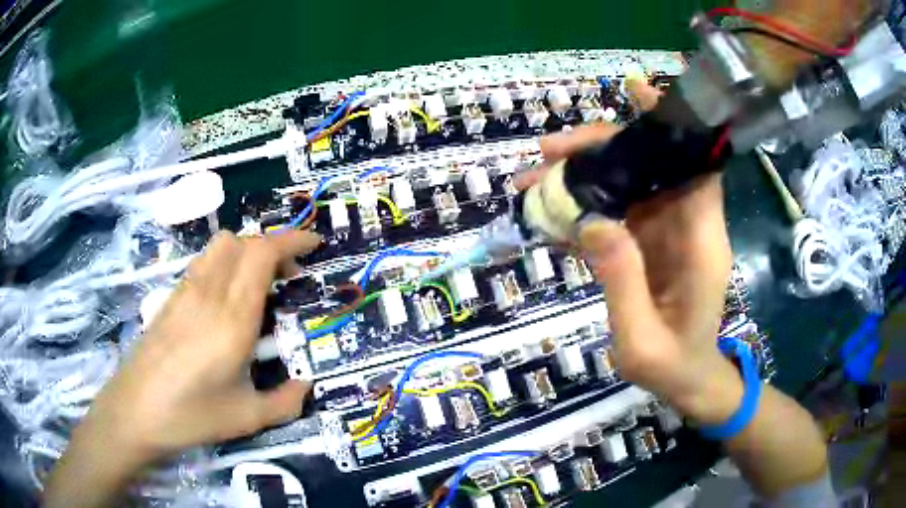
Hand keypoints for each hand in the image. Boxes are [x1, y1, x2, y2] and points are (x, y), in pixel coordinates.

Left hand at [46, 230, 320, 506]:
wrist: (135, 410)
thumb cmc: (191, 415)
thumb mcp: (247, 418)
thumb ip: (286, 402)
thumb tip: (306, 386)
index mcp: (232, 318)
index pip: (262, 254)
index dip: (292, 241)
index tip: (314, 244)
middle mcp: (209, 293)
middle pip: (243, 241)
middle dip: (273, 247)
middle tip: (289, 278)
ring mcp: (186, 291)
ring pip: (221, 245)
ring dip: (247, 251)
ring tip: (259, 283)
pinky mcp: (172, 297)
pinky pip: (205, 262)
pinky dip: (226, 263)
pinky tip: (227, 298)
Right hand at [516, 80, 741, 423]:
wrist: (688, 381)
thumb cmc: (672, 366)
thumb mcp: (641, 340)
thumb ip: (621, 281)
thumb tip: (591, 221)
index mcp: (700, 243)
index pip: (694, 166)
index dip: (670, 126)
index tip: (636, 91)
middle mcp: (688, 226)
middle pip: (650, 166)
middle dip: (600, 149)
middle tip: (546, 154)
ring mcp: (667, 232)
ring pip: (629, 184)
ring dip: (583, 176)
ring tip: (532, 182)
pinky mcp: (650, 243)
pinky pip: (618, 211)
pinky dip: (585, 206)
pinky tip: (549, 213)